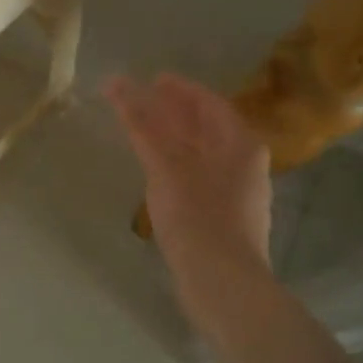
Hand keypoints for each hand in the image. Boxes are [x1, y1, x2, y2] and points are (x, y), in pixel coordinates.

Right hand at [105, 72, 272, 298]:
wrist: (223, 283)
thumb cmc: (197, 216)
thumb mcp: (166, 166)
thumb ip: (142, 124)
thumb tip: (118, 83)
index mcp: (240, 143)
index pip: (209, 102)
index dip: (180, 88)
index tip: (153, 78)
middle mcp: (244, 163)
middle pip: (206, 127)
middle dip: (175, 112)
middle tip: (145, 100)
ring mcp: (236, 192)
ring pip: (201, 154)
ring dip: (173, 139)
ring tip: (144, 132)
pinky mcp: (224, 217)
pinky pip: (198, 177)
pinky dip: (177, 165)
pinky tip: (157, 173)